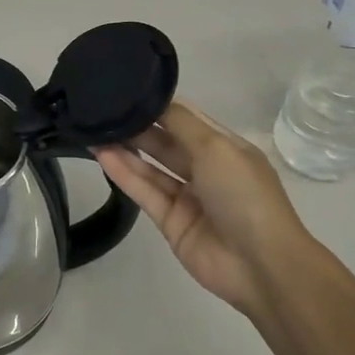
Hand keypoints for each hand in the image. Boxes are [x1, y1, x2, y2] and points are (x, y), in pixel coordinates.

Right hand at [94, 102, 319, 319]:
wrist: (260, 264)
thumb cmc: (244, 195)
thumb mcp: (217, 147)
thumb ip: (180, 123)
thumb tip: (153, 100)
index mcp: (225, 148)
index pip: (185, 119)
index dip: (158, 105)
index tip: (126, 90)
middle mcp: (206, 169)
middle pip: (165, 142)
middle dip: (137, 127)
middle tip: (102, 110)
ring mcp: (187, 197)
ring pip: (151, 167)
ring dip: (125, 149)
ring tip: (93, 130)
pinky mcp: (170, 221)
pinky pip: (144, 192)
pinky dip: (124, 174)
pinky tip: (102, 156)